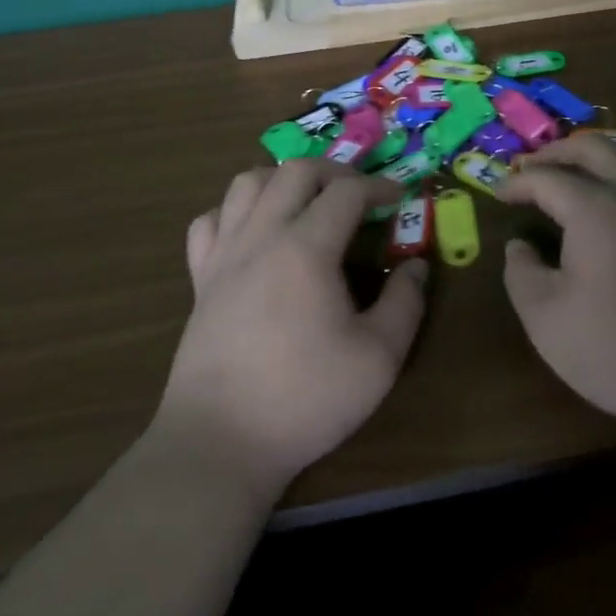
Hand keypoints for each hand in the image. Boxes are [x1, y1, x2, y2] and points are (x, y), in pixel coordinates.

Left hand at [154, 159, 428, 494]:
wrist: (219, 445)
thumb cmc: (304, 399)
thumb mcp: (378, 358)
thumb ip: (406, 304)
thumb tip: (416, 267)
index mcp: (306, 248)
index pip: (347, 190)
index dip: (379, 186)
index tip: (401, 198)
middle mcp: (261, 236)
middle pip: (295, 170)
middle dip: (335, 171)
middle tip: (359, 193)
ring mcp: (224, 255)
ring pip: (247, 183)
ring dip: (283, 179)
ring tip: (307, 202)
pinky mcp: (200, 280)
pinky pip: (210, 221)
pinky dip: (235, 212)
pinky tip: (253, 233)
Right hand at [497, 135, 615, 434]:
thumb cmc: (615, 348)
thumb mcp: (545, 318)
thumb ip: (521, 273)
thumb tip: (519, 246)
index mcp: (594, 208)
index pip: (547, 177)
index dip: (517, 182)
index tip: (499, 194)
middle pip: (593, 147)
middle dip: (556, 152)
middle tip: (532, 168)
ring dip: (595, 154)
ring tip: (572, 172)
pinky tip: (613, 201)